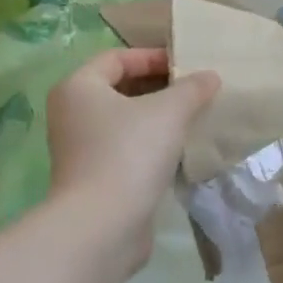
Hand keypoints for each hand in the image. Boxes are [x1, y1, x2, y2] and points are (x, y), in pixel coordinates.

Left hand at [45, 49, 219, 265]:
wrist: (102, 226)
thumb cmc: (130, 153)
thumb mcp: (169, 111)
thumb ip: (191, 89)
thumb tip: (210, 76)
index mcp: (79, 87)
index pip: (117, 58)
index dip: (153, 57)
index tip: (187, 66)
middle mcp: (72, 114)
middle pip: (119, 88)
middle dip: (158, 87)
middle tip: (194, 90)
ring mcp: (80, 149)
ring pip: (124, 121)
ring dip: (157, 117)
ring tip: (193, 117)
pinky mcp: (93, 178)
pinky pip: (125, 148)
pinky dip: (150, 144)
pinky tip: (179, 150)